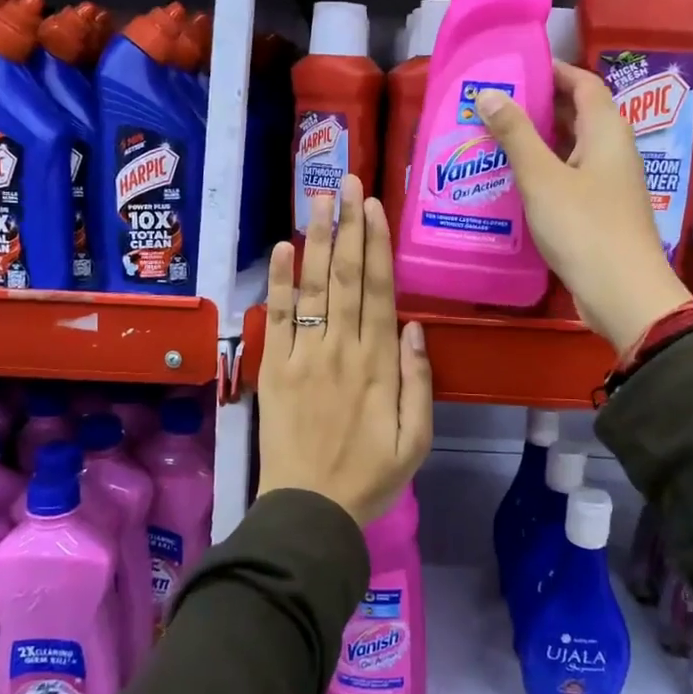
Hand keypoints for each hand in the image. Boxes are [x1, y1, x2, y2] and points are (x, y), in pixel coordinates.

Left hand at [257, 174, 433, 525]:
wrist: (309, 511)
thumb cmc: (369, 477)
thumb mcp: (416, 440)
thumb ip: (418, 382)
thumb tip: (415, 327)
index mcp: (378, 366)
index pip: (378, 292)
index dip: (377, 246)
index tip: (374, 207)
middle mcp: (341, 350)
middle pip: (345, 277)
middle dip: (348, 227)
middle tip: (346, 182)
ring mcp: (304, 357)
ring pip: (312, 288)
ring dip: (316, 241)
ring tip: (318, 199)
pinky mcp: (274, 369)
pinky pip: (278, 318)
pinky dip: (278, 282)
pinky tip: (281, 248)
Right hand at [475, 63, 691, 352]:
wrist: (622, 293)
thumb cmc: (583, 226)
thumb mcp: (541, 177)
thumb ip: (515, 134)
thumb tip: (488, 92)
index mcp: (607, 131)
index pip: (584, 83)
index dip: (553, 71)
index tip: (515, 69)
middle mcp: (613, 151)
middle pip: (578, 114)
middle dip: (539, 106)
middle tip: (494, 104)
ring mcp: (609, 183)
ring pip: (572, 149)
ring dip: (539, 141)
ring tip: (495, 138)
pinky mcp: (601, 212)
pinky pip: (570, 177)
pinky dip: (544, 171)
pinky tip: (514, 181)